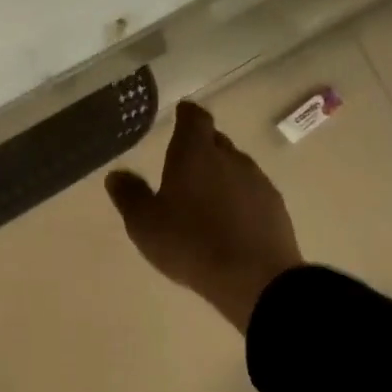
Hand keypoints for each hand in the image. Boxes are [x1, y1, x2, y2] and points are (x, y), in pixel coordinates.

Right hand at [106, 100, 304, 332]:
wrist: (253, 278)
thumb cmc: (190, 243)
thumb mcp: (144, 223)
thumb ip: (129, 195)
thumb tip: (116, 174)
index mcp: (195, 154)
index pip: (195, 119)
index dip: (187, 114)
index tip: (181, 114)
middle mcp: (230, 158)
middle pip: (216, 141)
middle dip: (201, 147)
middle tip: (184, 164)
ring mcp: (257, 182)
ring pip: (235, 167)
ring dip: (220, 174)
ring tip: (205, 197)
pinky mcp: (275, 207)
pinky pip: (251, 192)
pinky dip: (238, 198)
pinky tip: (229, 220)